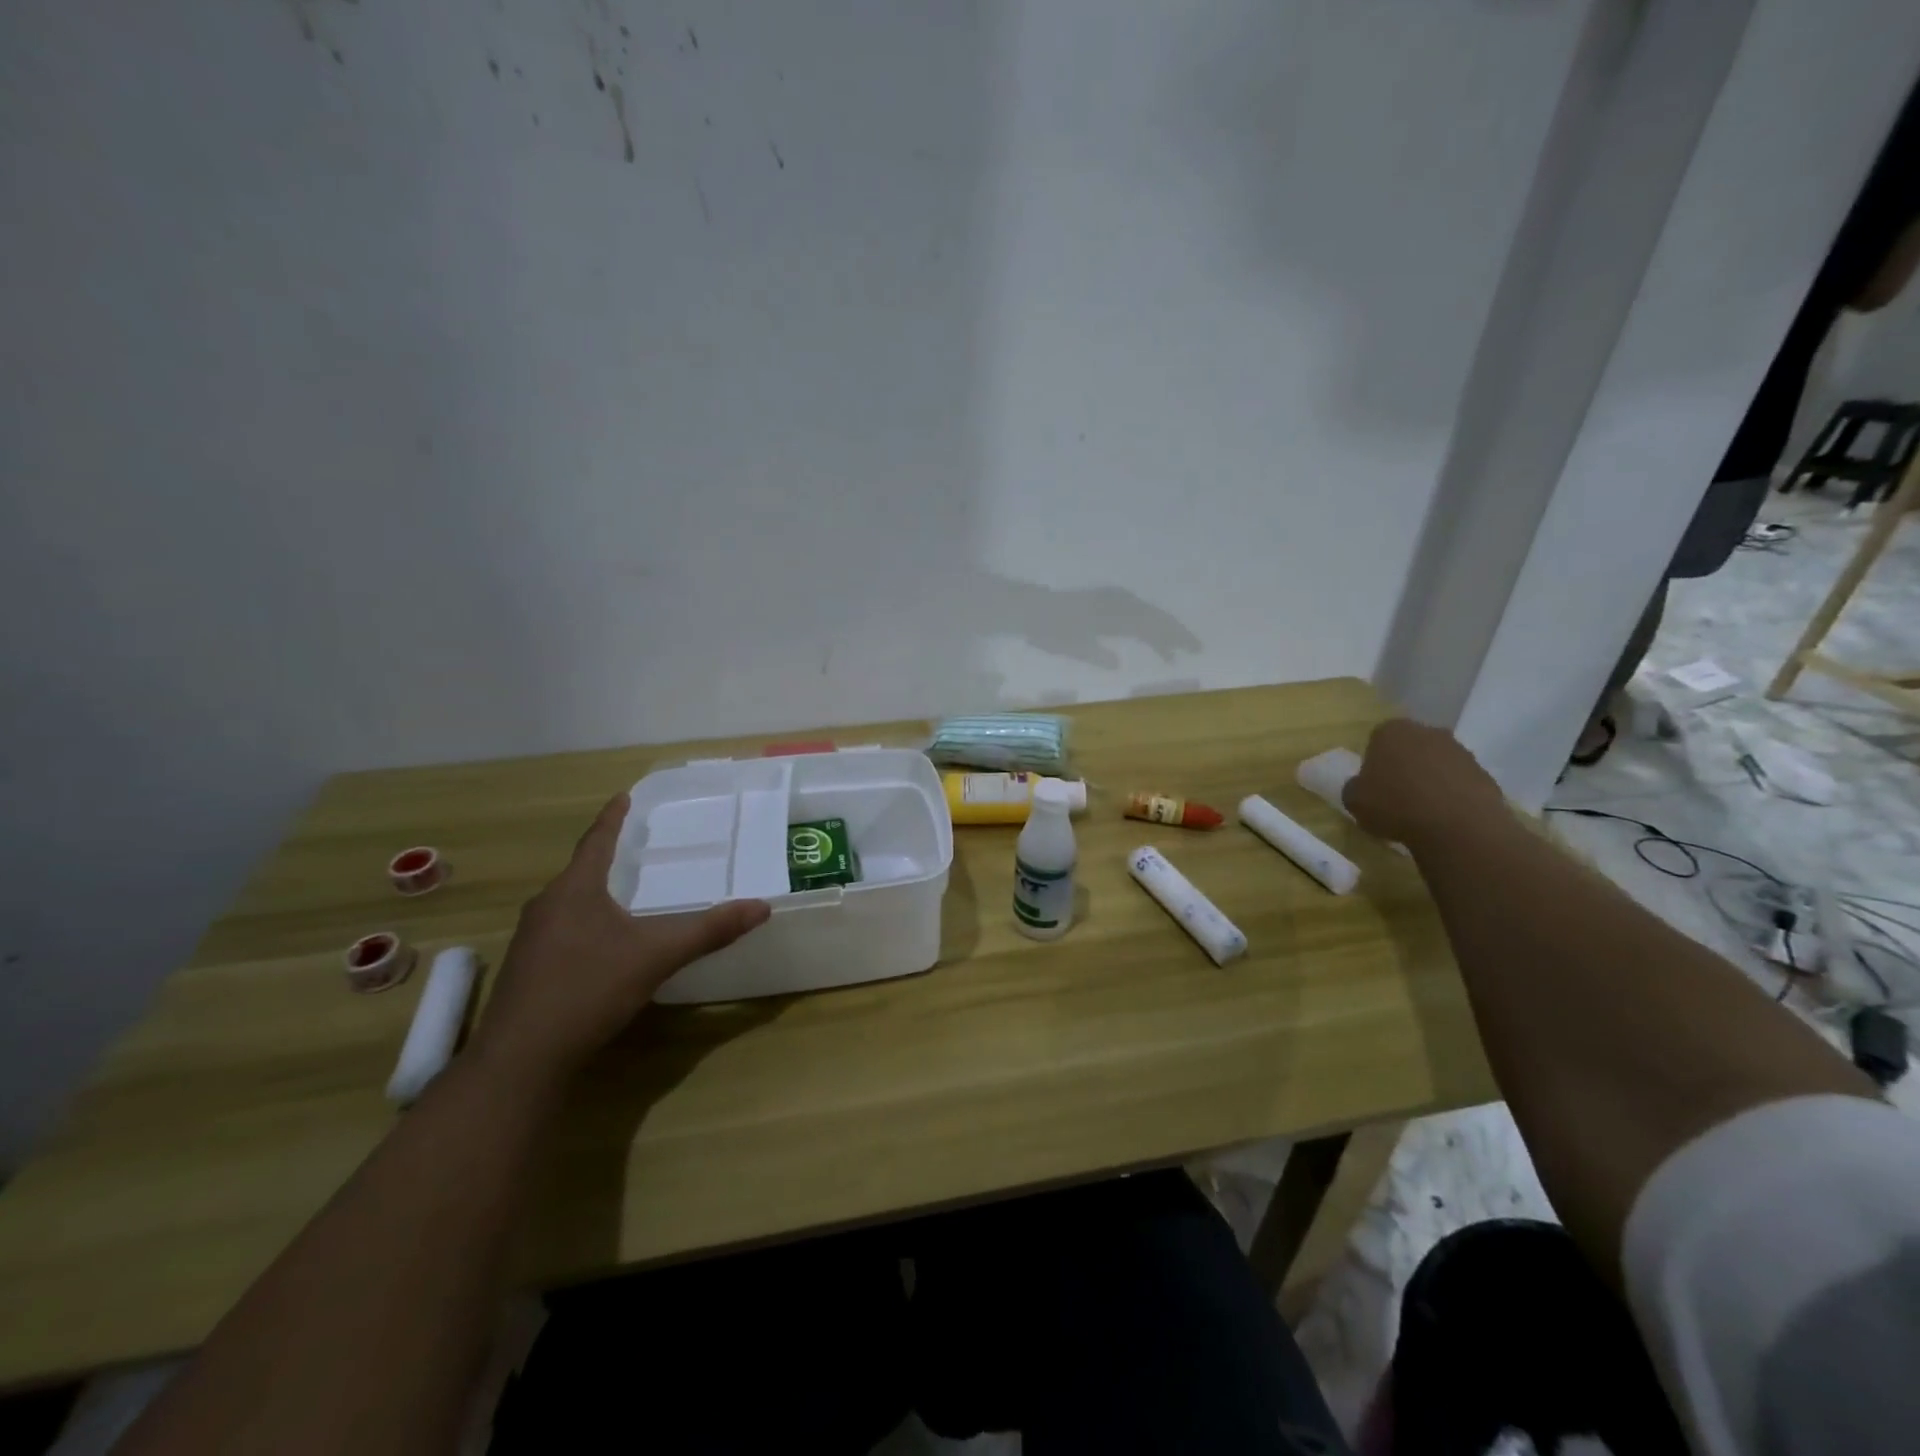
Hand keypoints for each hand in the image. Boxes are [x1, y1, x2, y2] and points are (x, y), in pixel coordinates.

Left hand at [472, 794, 770, 1086]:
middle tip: (633, 847)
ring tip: (621, 893)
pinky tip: (601, 945)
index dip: (613, 818)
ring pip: (568, 904)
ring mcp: (530, 940)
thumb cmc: (589, 989)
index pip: (596, 841)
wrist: (521, 1059)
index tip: (623, 796)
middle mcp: (546, 906)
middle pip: (580, 871)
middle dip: (605, 858)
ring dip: (594, 893)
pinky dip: (584, 924)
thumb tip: (761, 907)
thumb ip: (709, 930)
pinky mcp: (526, 970)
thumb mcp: (657, 955)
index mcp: (574, 890)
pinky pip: (561, 931)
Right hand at [1343, 719, 1505, 846]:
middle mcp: (1428, 732)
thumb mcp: (1354, 801)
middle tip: (1396, 794)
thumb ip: (1355, 787)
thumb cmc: (1395, 806)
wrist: (1458, 826)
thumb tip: (1362, 786)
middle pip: (1411, 747)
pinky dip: (1452, 794)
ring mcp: (1460, 751)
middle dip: (1404, 765)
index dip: (1374, 762)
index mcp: (1391, 731)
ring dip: (1430, 779)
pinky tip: (1445, 817)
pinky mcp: (1485, 773)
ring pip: (1437, 763)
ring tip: (1422, 810)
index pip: (1377, 739)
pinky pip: (1459, 782)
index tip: (1373, 784)